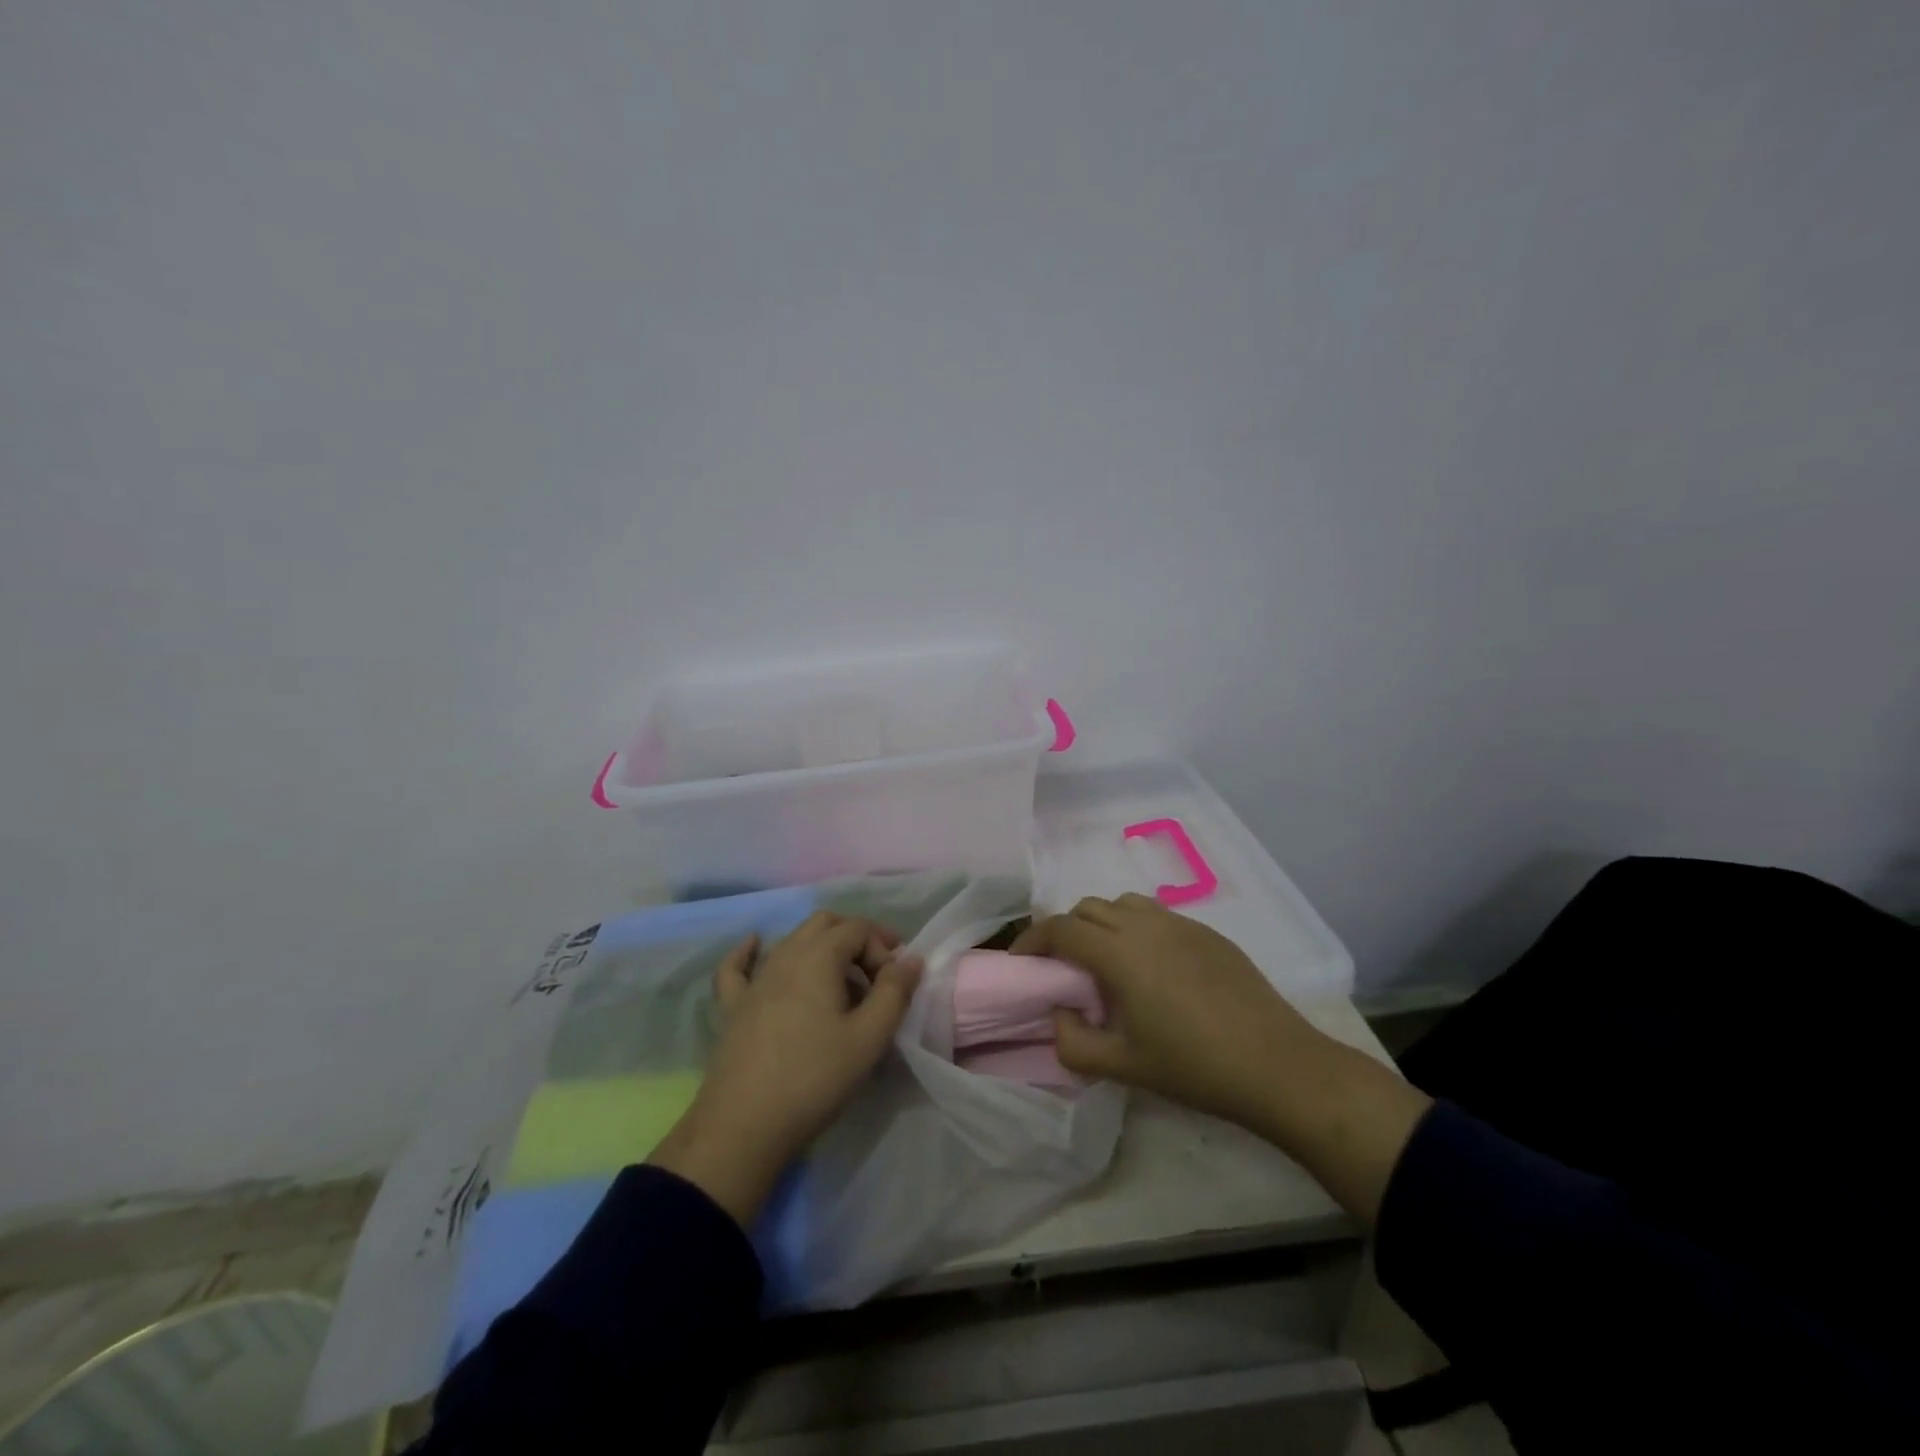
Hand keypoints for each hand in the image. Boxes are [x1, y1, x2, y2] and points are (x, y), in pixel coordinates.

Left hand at [648, 912, 921, 1225]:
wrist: (743, 1127)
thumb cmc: (814, 1078)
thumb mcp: (869, 1038)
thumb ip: (894, 993)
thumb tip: (911, 959)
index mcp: (818, 956)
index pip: (858, 929)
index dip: (883, 949)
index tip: (895, 985)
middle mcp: (784, 956)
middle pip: (824, 924)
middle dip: (856, 938)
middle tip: (877, 973)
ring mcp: (754, 980)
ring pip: (791, 941)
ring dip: (822, 949)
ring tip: (842, 983)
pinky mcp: (732, 1007)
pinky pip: (738, 966)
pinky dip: (750, 951)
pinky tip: (754, 945)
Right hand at [1013, 893, 1429, 1222]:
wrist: (1277, 1064)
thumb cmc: (1193, 1066)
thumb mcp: (1123, 1066)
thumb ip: (1072, 1043)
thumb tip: (1058, 1014)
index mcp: (1119, 953)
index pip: (1061, 928)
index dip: (1032, 940)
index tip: (1020, 962)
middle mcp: (1145, 925)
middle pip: (1088, 907)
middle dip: (1065, 930)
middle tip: (1061, 966)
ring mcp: (1180, 924)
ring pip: (1123, 903)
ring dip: (1101, 923)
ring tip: (1104, 961)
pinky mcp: (1208, 932)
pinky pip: (1156, 915)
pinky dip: (1135, 927)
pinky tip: (1150, 967)